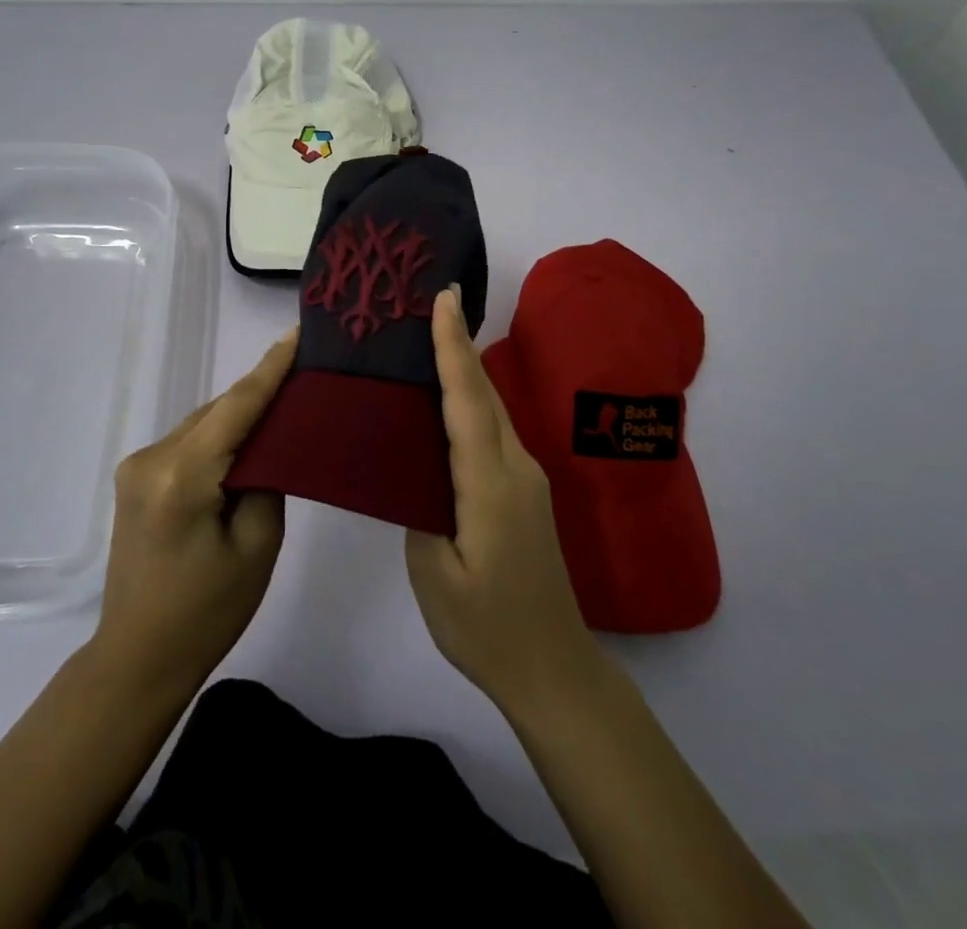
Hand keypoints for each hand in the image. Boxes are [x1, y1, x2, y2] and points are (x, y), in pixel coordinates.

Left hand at [88, 329, 297, 698]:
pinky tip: (246, 441)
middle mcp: (152, 458)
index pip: (236, 406)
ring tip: (284, 405)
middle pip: (217, 411)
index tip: (297, 332)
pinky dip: (218, 437)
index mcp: (181, 475)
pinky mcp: (136, 478)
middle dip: (260, 393)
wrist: (137, 658)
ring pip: (202, 424)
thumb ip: (267, 480)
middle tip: (306, 375)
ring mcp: (138, 466)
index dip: (271, 368)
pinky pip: (188, 442)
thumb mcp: (257, 546)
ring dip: (239, 417)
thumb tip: (268, 444)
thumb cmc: (206, 612)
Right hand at [406, 287, 602, 713]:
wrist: (553, 668)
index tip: (442, 298)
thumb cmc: (485, 627)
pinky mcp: (524, 490)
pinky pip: (493, 430)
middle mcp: (516, 466)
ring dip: (464, 368)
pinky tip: (446, 401)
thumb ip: (420, 507)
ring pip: (490, 408)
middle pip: (483, 392)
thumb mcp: (434, 573)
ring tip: (429, 339)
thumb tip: (414, 464)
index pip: (467, 399)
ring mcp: (526, 477)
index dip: (452, 345)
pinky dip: (470, 401)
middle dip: (458, 342)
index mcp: (490, 483)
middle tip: (429, 301)